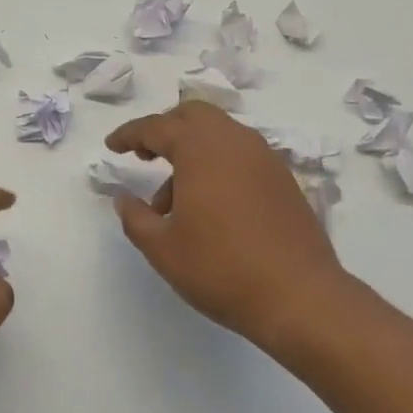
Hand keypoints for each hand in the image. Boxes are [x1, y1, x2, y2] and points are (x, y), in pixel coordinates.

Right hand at [106, 103, 352, 355]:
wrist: (300, 297)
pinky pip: (241, 153)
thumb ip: (135, 217)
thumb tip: (124, 199)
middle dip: (165, 129)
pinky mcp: (283, 178)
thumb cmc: (221, 268)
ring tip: (175, 198)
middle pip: (193, 115)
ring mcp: (264, 157)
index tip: (112, 146)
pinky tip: (211, 204)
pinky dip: (218, 162)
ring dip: (192, 149)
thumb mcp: (162, 248)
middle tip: (145, 155)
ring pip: (220, 133)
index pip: (156, 126)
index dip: (129, 134)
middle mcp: (234, 141)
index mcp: (200, 148)